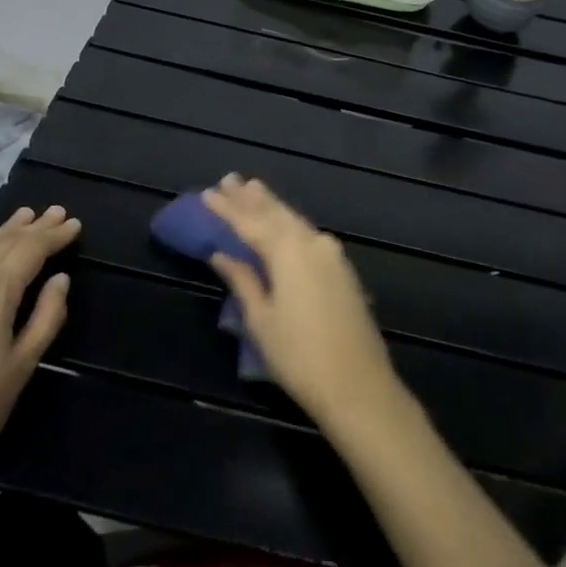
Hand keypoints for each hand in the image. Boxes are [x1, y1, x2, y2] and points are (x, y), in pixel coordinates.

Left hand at [0, 205, 77, 492]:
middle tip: (55, 211)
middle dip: (33, 227)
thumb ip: (45, 318)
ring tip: (23, 217)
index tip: (74, 223)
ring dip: (4, 231)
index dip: (54, 236)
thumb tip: (60, 280)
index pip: (31, 250)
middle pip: (4, 242)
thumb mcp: (20, 367)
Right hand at [204, 175, 396, 428]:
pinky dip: (289, 224)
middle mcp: (312, 242)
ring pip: (294, 221)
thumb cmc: (300, 356)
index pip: (250, 222)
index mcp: (289, 250)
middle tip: (229, 179)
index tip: (207, 193)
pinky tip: (282, 222)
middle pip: (276, 213)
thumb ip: (243, 279)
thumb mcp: (261, 319)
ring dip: (271, 206)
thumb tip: (221, 253)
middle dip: (251, 198)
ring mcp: (332, 254)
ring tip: (252, 189)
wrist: (359, 386)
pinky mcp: (342, 269)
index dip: (227, 208)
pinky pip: (308, 234)